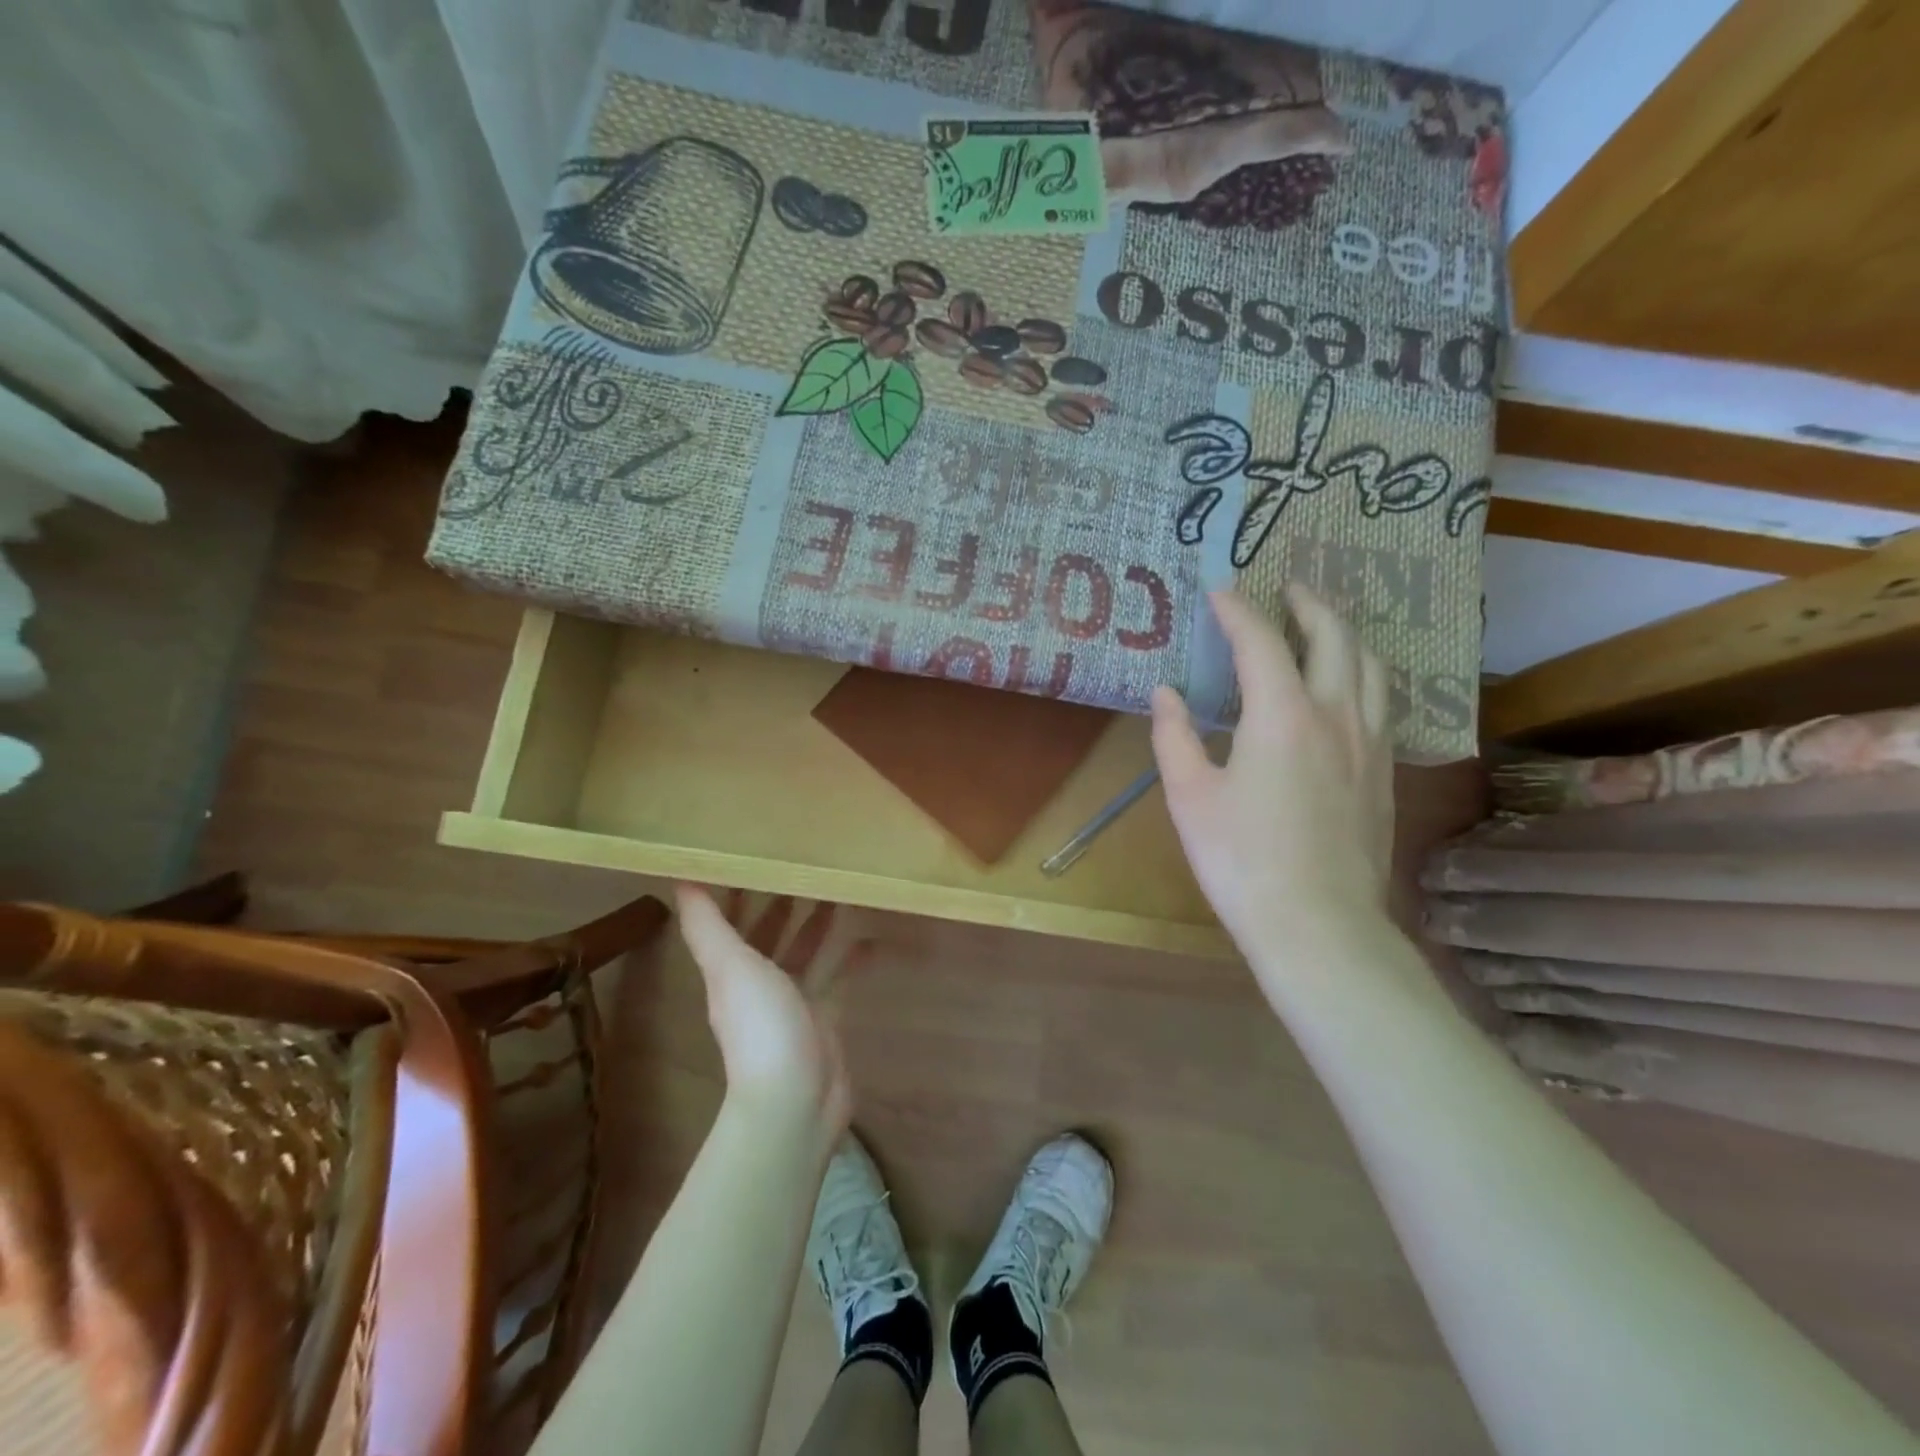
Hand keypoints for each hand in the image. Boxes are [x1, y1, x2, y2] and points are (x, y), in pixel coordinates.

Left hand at [673, 885, 868, 1135]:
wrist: (797, 1099)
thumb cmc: (761, 1025)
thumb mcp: (730, 967)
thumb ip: (707, 925)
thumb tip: (679, 879)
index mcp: (731, 970)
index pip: (733, 922)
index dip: (740, 891)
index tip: (757, 854)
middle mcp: (759, 983)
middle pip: (770, 935)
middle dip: (783, 903)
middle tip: (807, 864)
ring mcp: (793, 1002)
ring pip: (805, 953)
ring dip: (816, 925)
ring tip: (838, 890)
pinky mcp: (824, 1018)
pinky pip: (838, 979)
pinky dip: (851, 958)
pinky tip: (869, 937)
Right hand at [1151, 586, 1394, 963]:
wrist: (1318, 924)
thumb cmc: (1241, 859)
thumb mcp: (1190, 796)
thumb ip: (1174, 736)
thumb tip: (1166, 693)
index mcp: (1283, 716)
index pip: (1262, 641)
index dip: (1238, 611)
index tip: (1219, 592)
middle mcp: (1336, 715)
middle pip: (1335, 638)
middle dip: (1309, 604)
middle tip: (1288, 588)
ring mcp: (1370, 744)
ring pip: (1371, 666)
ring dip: (1345, 634)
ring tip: (1323, 626)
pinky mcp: (1384, 773)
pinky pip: (1380, 701)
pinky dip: (1361, 674)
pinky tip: (1345, 689)